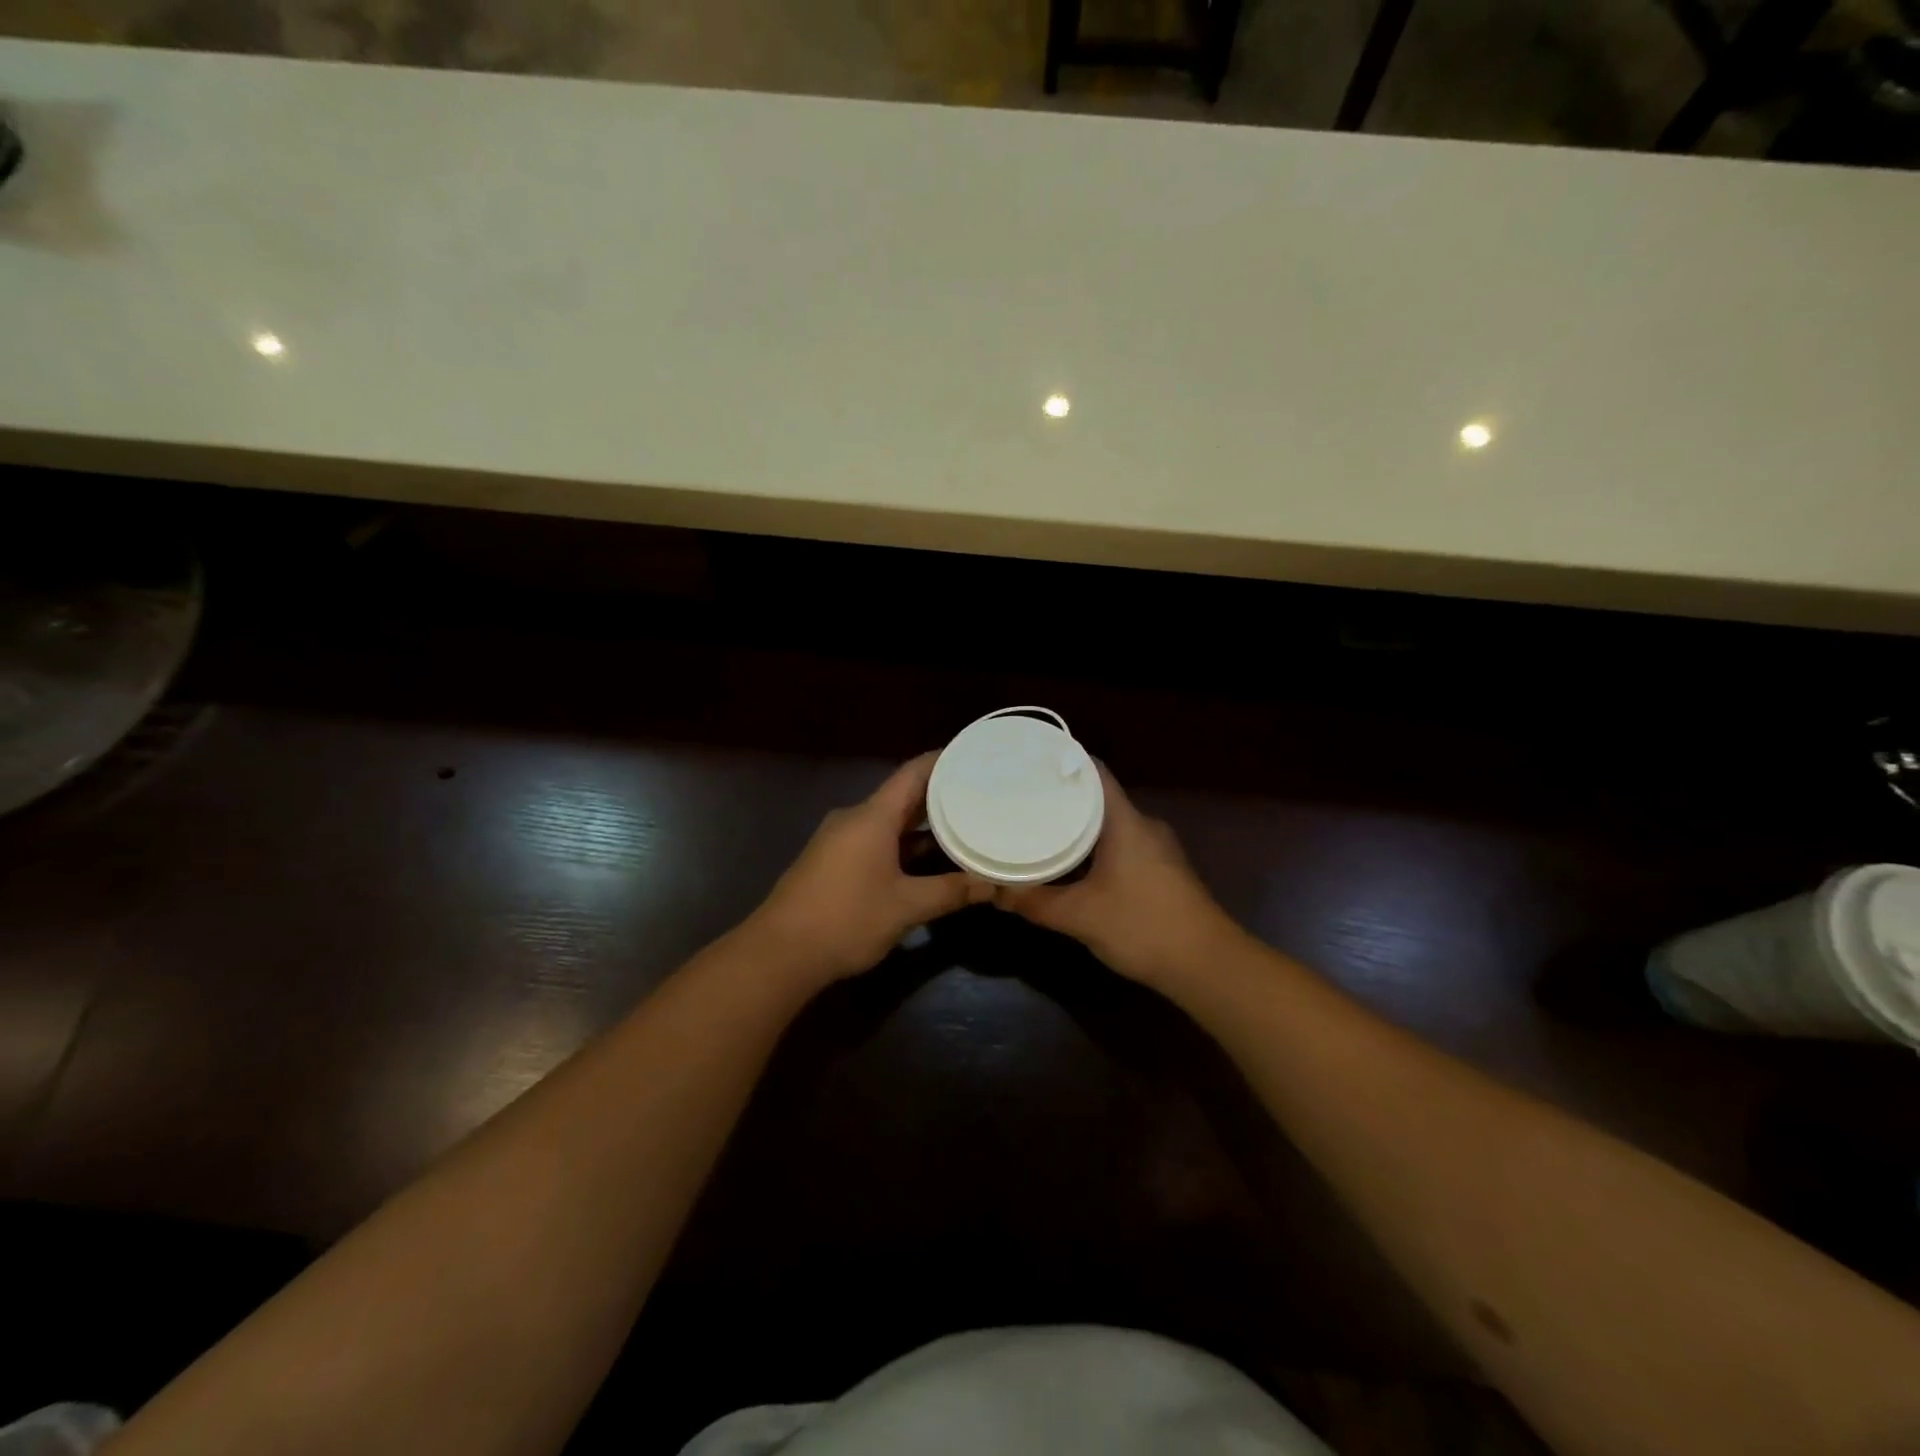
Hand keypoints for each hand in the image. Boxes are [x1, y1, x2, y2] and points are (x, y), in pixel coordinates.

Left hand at [746, 753, 991, 984]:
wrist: (779, 953)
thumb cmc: (846, 919)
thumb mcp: (906, 907)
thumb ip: (951, 891)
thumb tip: (993, 885)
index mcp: (872, 817)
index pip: (913, 773)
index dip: (943, 761)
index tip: (973, 756)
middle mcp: (854, 819)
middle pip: (902, 796)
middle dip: (939, 796)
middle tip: (979, 795)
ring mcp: (839, 840)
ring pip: (888, 822)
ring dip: (921, 825)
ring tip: (962, 826)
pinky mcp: (831, 862)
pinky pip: (874, 840)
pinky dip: (902, 844)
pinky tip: (926, 860)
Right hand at [995, 767, 1242, 988]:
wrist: (1207, 966)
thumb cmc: (1142, 927)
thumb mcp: (1079, 916)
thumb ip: (1034, 902)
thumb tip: (993, 891)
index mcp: (1125, 821)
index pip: (1094, 772)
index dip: (1063, 762)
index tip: (1030, 763)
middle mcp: (1143, 826)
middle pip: (1099, 798)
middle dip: (1062, 798)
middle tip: (1022, 799)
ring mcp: (1157, 849)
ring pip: (1110, 825)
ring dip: (1078, 826)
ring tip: (1038, 828)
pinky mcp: (1162, 871)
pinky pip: (1121, 845)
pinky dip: (1094, 848)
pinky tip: (1072, 865)